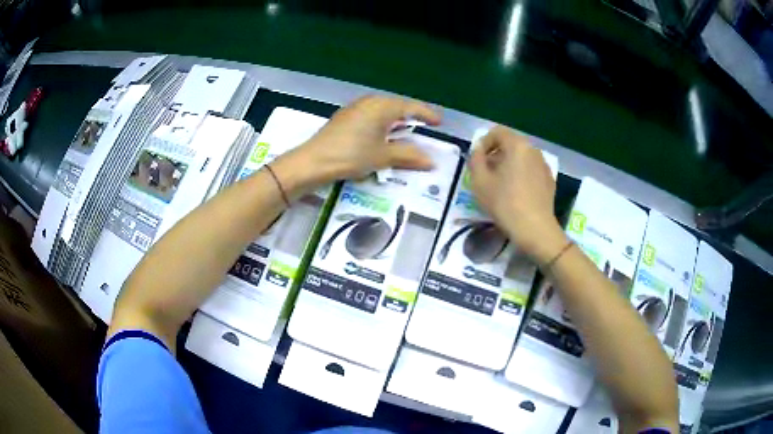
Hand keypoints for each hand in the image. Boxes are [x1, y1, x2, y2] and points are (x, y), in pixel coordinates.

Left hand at [293, 95, 440, 181]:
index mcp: (382, 106)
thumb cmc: (351, 155)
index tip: (439, 122)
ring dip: (396, 121)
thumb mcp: (383, 157)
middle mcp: (370, 102)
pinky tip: (382, 136)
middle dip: (411, 117)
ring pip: (383, 111)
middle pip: (397, 106)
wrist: (313, 161)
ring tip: (406, 132)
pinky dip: (382, 125)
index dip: (427, 115)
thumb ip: (409, 156)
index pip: (411, 107)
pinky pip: (371, 116)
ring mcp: (355, 108)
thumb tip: (431, 161)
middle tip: (425, 127)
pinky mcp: (345, 118)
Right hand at [468, 126, 566, 263]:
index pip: (497, 132)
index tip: (477, 161)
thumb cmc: (505, 203)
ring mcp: (544, 165)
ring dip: (508, 165)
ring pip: (521, 158)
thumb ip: (475, 159)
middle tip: (485, 173)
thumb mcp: (480, 181)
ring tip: (500, 185)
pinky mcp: (549, 181)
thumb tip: (478, 150)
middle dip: (495, 155)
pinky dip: (521, 175)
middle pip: (510, 144)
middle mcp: (533, 150)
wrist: (535, 229)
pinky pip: (531, 170)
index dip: (483, 143)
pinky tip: (516, 194)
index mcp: (517, 145)